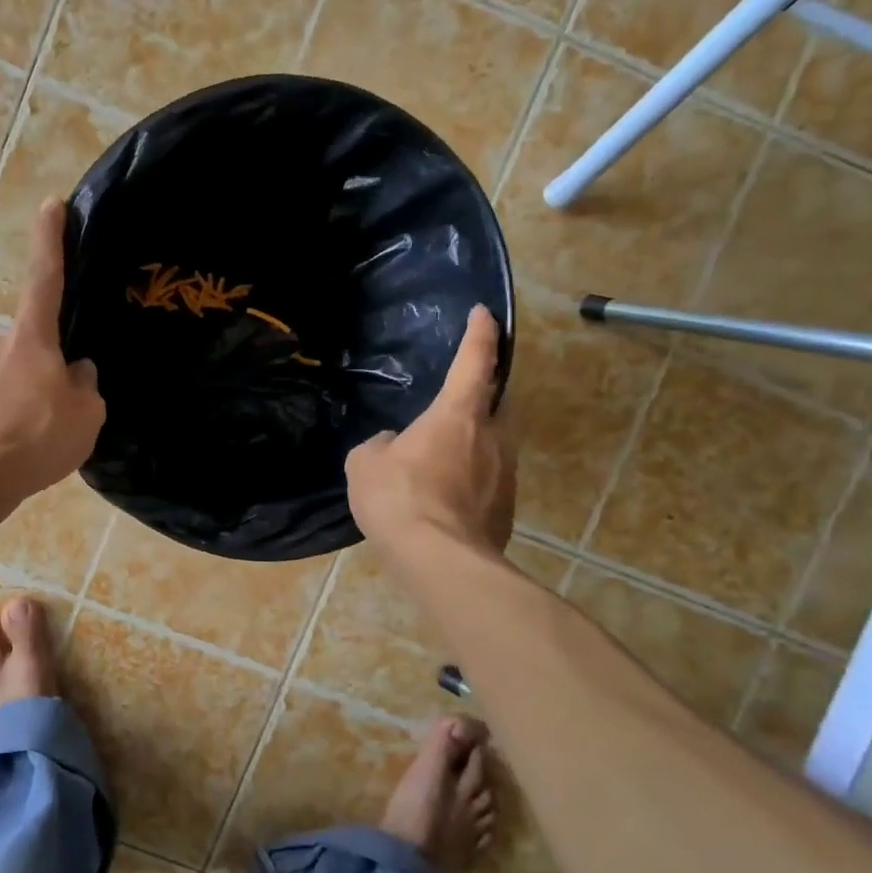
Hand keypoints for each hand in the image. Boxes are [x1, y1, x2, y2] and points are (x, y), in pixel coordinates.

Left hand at [0, 198, 105, 500]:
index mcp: (31, 337)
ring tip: (50, 436)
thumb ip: (86, 385)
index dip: (50, 238)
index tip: (52, 203)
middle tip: (71, 402)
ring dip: (36, 396)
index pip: (45, 276)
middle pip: (36, 341)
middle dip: (54, 364)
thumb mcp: (85, 413)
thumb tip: (77, 372)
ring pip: (19, 376)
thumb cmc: (36, 437)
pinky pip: (1, 403)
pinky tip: (26, 446)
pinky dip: (17, 417)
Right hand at [346, 305, 515, 557]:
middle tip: (464, 393)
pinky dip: (473, 477)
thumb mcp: (365, 463)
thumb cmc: (398, 496)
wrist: (438, 558)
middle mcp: (493, 436)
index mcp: (458, 414)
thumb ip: (380, 445)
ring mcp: (506, 473)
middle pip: (499, 400)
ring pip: (496, 442)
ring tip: (445, 452)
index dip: (480, 334)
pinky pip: (490, 479)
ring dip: (477, 439)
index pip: (475, 361)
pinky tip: (446, 494)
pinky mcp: (507, 507)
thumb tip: (392, 445)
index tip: (484, 314)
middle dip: (486, 391)